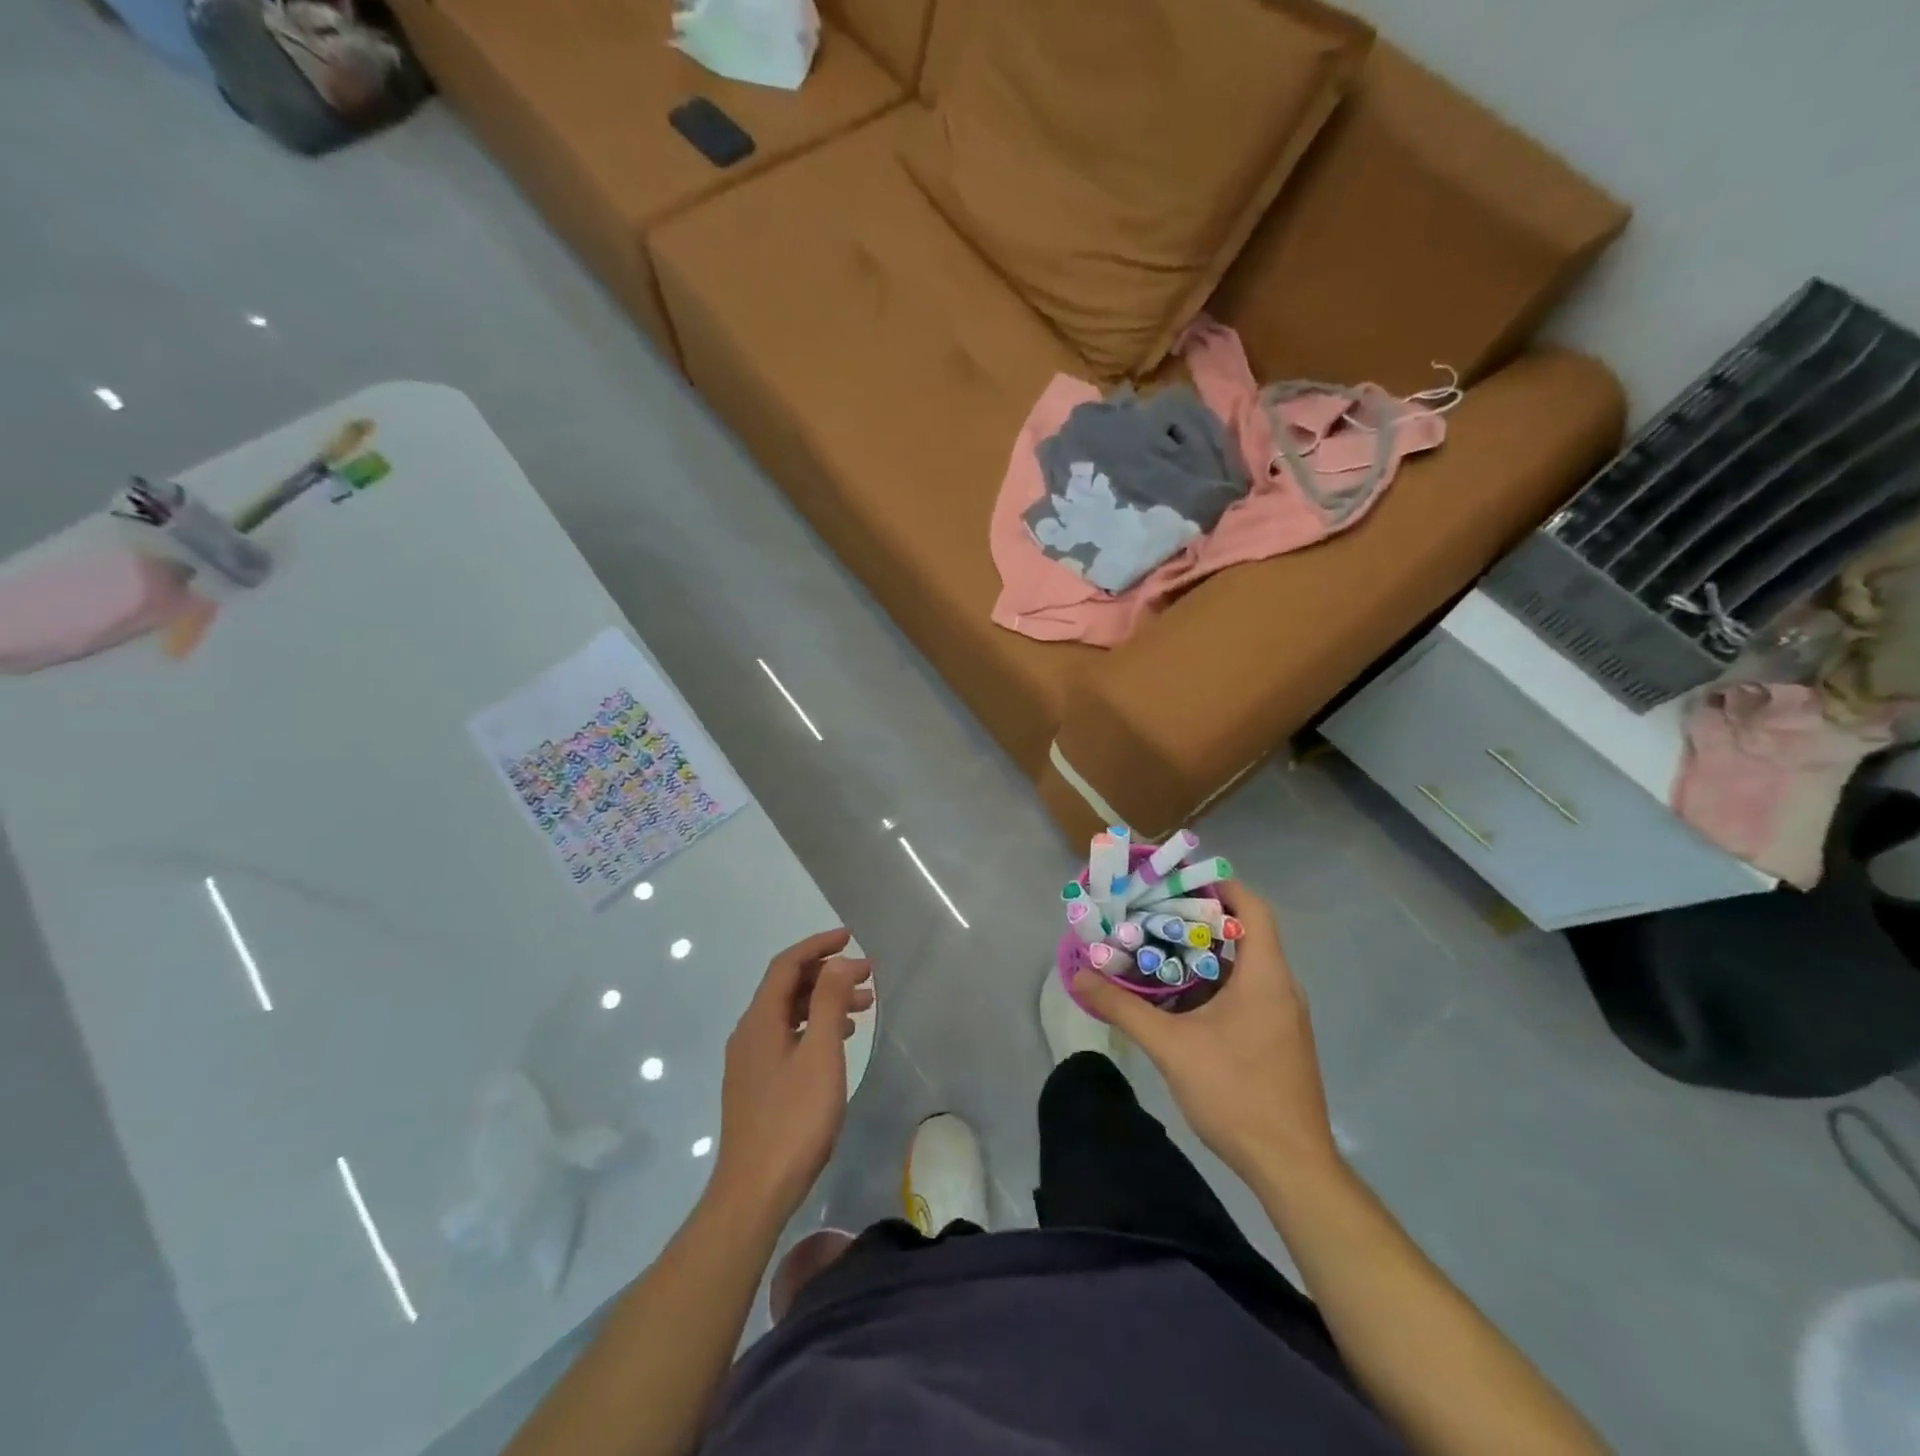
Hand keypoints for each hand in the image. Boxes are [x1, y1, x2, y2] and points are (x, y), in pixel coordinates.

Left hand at [710, 929, 873, 1221]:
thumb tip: (840, 961)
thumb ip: (828, 1002)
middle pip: (786, 987)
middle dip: (826, 974)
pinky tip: (837, 1042)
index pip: (786, 965)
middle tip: (866, 976)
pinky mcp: (755, 1084)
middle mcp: (748, 1033)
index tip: (850, 937)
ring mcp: (749, 1061)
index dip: (818, 945)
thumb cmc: (793, 1119)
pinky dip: (813, 1027)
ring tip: (862, 1008)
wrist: (754, 1191)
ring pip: (788, 1014)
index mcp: (759, 1020)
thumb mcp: (820, 1054)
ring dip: (823, 1002)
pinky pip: (786, 1037)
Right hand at [1073, 882, 1337, 1184]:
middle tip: (1154, 912)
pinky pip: (1248, 992)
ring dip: (1205, 953)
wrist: (1291, 1167)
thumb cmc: (1236, 1094)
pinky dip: (1215, 982)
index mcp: (1265, 977)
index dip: (1220, 886)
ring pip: (1245, 966)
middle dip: (1200, 918)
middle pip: (1246, 933)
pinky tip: (1180, 998)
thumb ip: (1123, 1008)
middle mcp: (1281, 988)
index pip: (1253, 909)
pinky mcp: (1279, 1039)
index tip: (1178, 879)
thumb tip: (1078, 976)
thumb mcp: (1171, 1048)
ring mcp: (1284, 1016)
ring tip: (1159, 947)